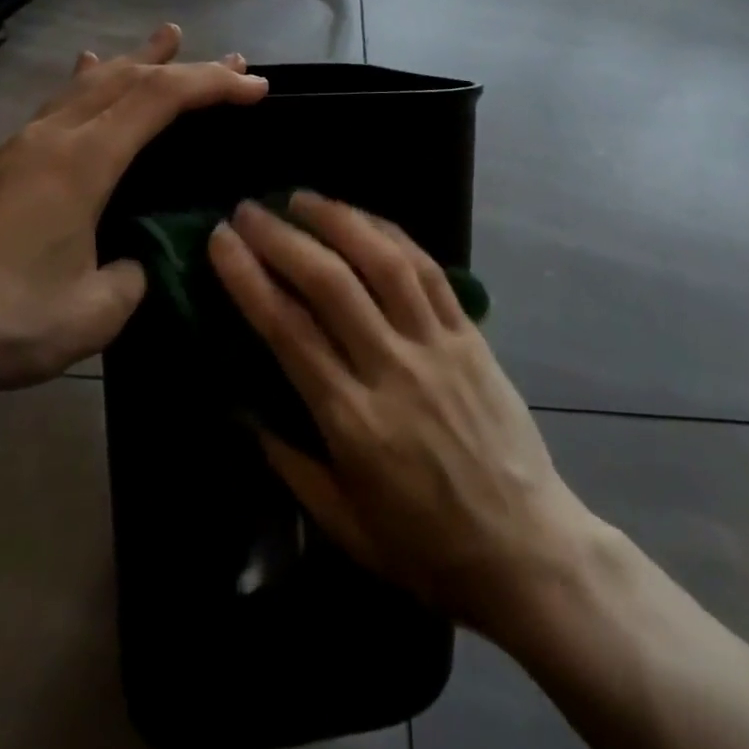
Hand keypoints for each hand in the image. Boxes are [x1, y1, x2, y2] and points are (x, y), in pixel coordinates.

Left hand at [0, 24, 266, 416]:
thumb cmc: (10, 322)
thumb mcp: (97, 311)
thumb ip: (134, 273)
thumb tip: (134, 256)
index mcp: (82, 161)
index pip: (159, 100)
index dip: (212, 85)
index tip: (255, 86)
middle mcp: (51, 137)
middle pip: (127, 79)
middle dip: (183, 66)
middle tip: (229, 61)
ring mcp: (19, 145)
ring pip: (88, 84)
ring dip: (135, 61)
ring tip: (165, 37)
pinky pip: (57, 104)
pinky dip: (89, 83)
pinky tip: (87, 73)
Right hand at [209, 193, 600, 638]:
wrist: (527, 550)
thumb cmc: (426, 547)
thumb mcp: (343, 524)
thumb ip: (289, 460)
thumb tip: (242, 405)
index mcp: (353, 420)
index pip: (288, 329)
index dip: (248, 277)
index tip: (220, 241)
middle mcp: (392, 368)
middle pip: (329, 283)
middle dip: (281, 237)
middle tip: (248, 211)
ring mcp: (437, 344)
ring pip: (383, 262)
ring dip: (337, 220)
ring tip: (300, 198)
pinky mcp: (470, 334)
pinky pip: (429, 270)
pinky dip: (392, 235)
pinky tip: (364, 219)